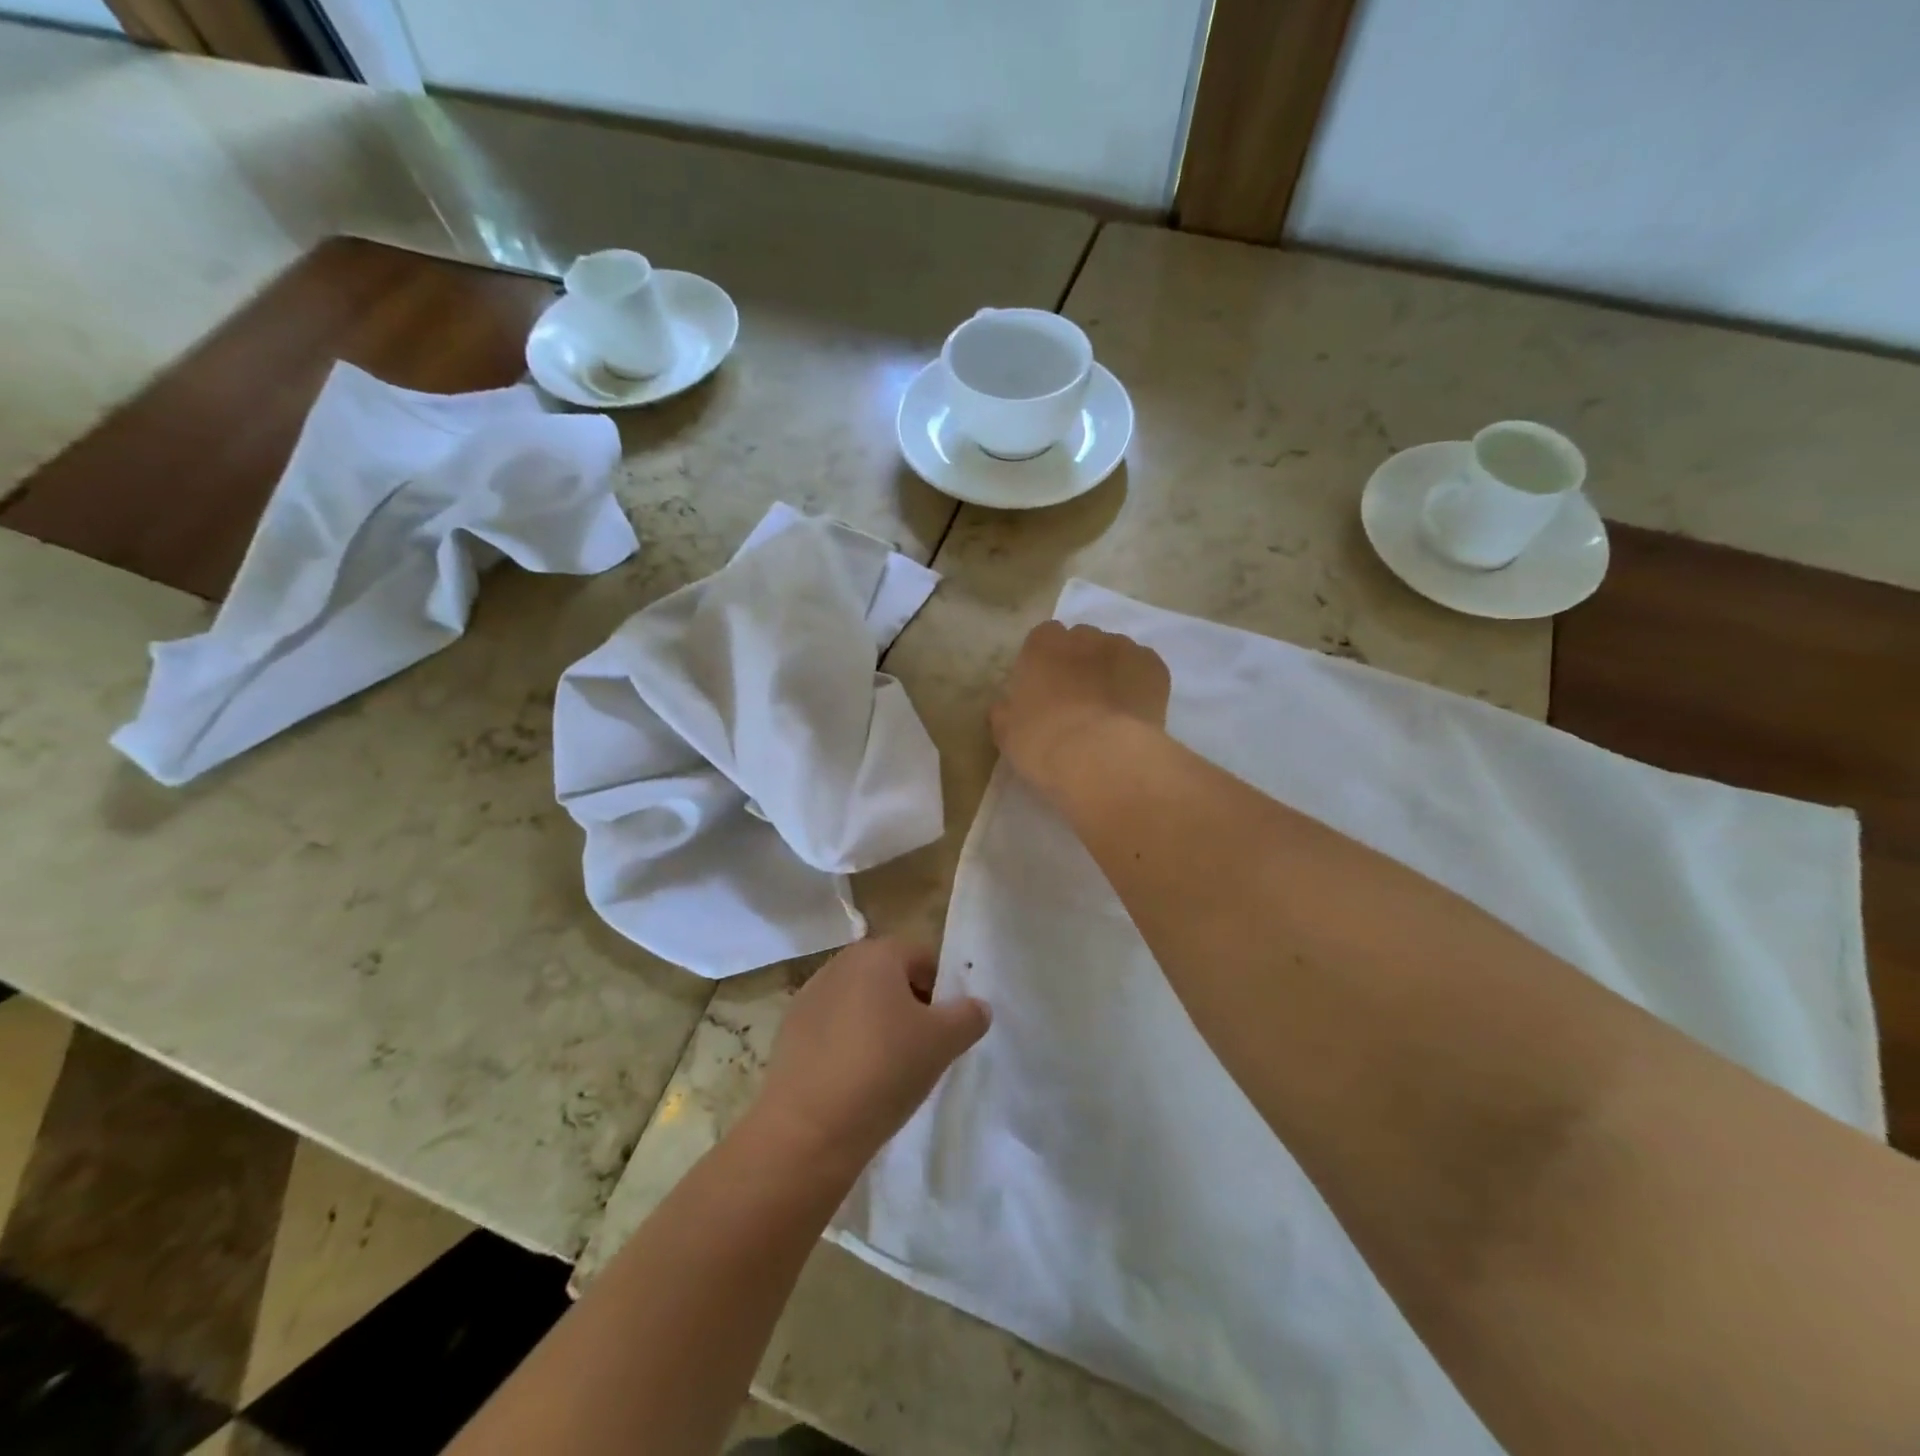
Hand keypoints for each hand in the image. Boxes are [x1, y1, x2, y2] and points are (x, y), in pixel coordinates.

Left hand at [749, 939, 989, 1174]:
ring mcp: (808, 996)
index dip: (942, 989)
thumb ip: (968, 1016)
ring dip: (878, 1025)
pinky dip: (848, 1044)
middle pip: (889, 976)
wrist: (808, 1129)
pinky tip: (855, 1081)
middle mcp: (839, 963)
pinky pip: (833, 1029)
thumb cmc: (884, 1069)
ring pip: (860, 1002)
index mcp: (876, 953)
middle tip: (924, 1048)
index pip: (923, 956)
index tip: (947, 1028)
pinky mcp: (788, 1032)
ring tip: (890, 1069)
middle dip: (910, 1005)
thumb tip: (976, 1006)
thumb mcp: (943, 1042)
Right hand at [990, 620, 1171, 788]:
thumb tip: (1006, 707)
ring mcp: (1122, 648)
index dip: (1046, 664)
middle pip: (1081, 641)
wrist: (1102, 758)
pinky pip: (1143, 669)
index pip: (1043, 640)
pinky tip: (1134, 713)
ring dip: (1111, 671)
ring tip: (1111, 710)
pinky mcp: (1154, 666)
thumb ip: (1005, 712)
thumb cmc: (1043, 744)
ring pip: (1115, 653)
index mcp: (1042, 645)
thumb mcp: (1007, 734)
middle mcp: (1083, 636)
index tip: (1047, 690)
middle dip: (1080, 663)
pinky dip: (1139, 685)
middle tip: (1078, 700)